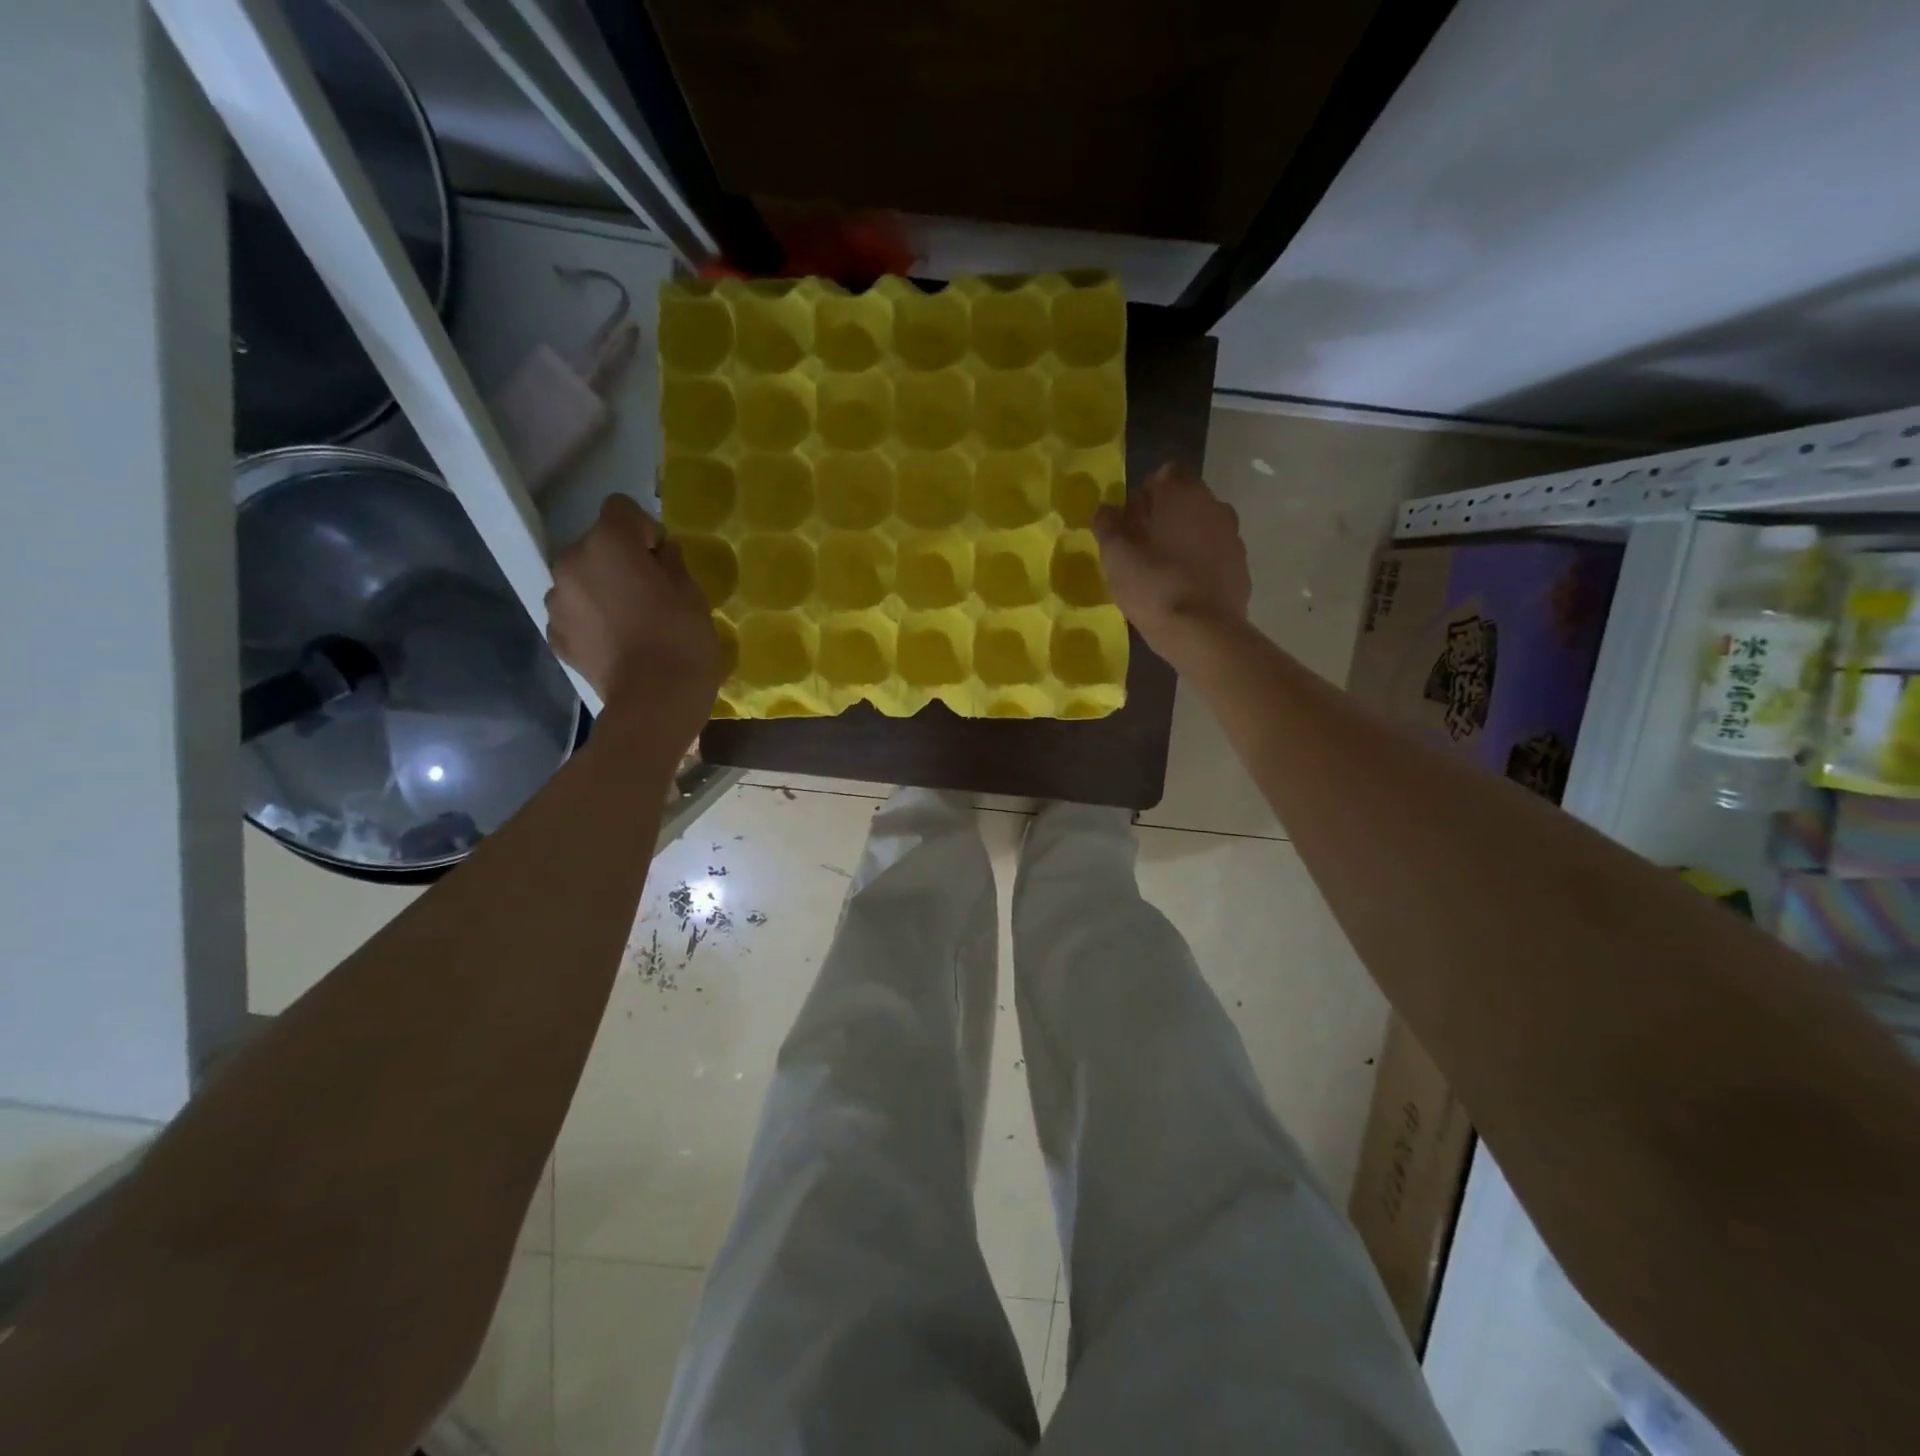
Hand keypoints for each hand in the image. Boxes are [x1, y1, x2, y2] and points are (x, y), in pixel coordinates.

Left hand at [546, 494, 722, 733]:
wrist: (653, 703)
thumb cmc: (681, 642)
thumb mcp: (693, 595)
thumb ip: (671, 563)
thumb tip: (659, 554)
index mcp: (609, 543)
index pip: (621, 509)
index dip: (646, 530)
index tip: (663, 562)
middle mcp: (572, 561)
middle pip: (597, 545)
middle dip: (620, 561)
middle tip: (650, 595)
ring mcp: (557, 599)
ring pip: (583, 578)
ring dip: (603, 589)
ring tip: (631, 623)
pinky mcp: (555, 633)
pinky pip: (575, 611)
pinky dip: (592, 619)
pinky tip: (616, 644)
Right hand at [1092, 462, 1250, 662]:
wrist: (1203, 632)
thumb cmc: (1153, 586)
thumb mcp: (1115, 556)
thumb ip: (1107, 525)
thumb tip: (1105, 509)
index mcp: (1182, 494)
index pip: (1164, 474)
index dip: (1144, 495)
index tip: (1129, 523)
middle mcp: (1213, 505)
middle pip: (1185, 499)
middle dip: (1163, 516)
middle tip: (1140, 548)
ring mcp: (1232, 535)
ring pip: (1201, 526)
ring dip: (1183, 539)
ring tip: (1161, 571)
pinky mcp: (1241, 566)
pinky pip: (1214, 554)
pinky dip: (1199, 563)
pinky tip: (1182, 588)